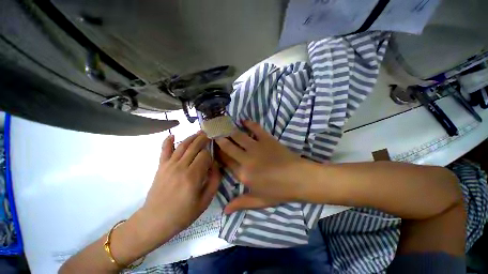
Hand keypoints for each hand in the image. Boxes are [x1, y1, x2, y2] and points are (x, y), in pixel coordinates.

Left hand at [140, 132, 220, 242]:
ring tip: (199, 132)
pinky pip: (164, 150)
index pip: (205, 155)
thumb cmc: (183, 214)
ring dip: (192, 137)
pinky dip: (168, 141)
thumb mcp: (205, 201)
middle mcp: (181, 167)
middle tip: (210, 134)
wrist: (154, 221)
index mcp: (193, 176)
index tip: (213, 158)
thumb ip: (214, 181)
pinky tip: (172, 135)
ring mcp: (169, 165)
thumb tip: (215, 165)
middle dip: (203, 139)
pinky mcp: (161, 166)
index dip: (211, 154)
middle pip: (194, 146)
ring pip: (183, 145)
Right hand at [216, 120, 308, 213]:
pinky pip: (255, 129)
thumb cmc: (279, 191)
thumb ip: (241, 203)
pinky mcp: (267, 139)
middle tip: (214, 133)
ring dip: (229, 131)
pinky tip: (243, 120)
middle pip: (228, 147)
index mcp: (243, 174)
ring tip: (223, 126)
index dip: (217, 154)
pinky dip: (248, 123)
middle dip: (219, 140)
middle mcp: (246, 159)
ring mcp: (257, 147)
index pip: (225, 162)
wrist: (299, 179)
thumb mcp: (259, 201)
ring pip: (238, 136)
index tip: (213, 148)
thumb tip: (224, 211)